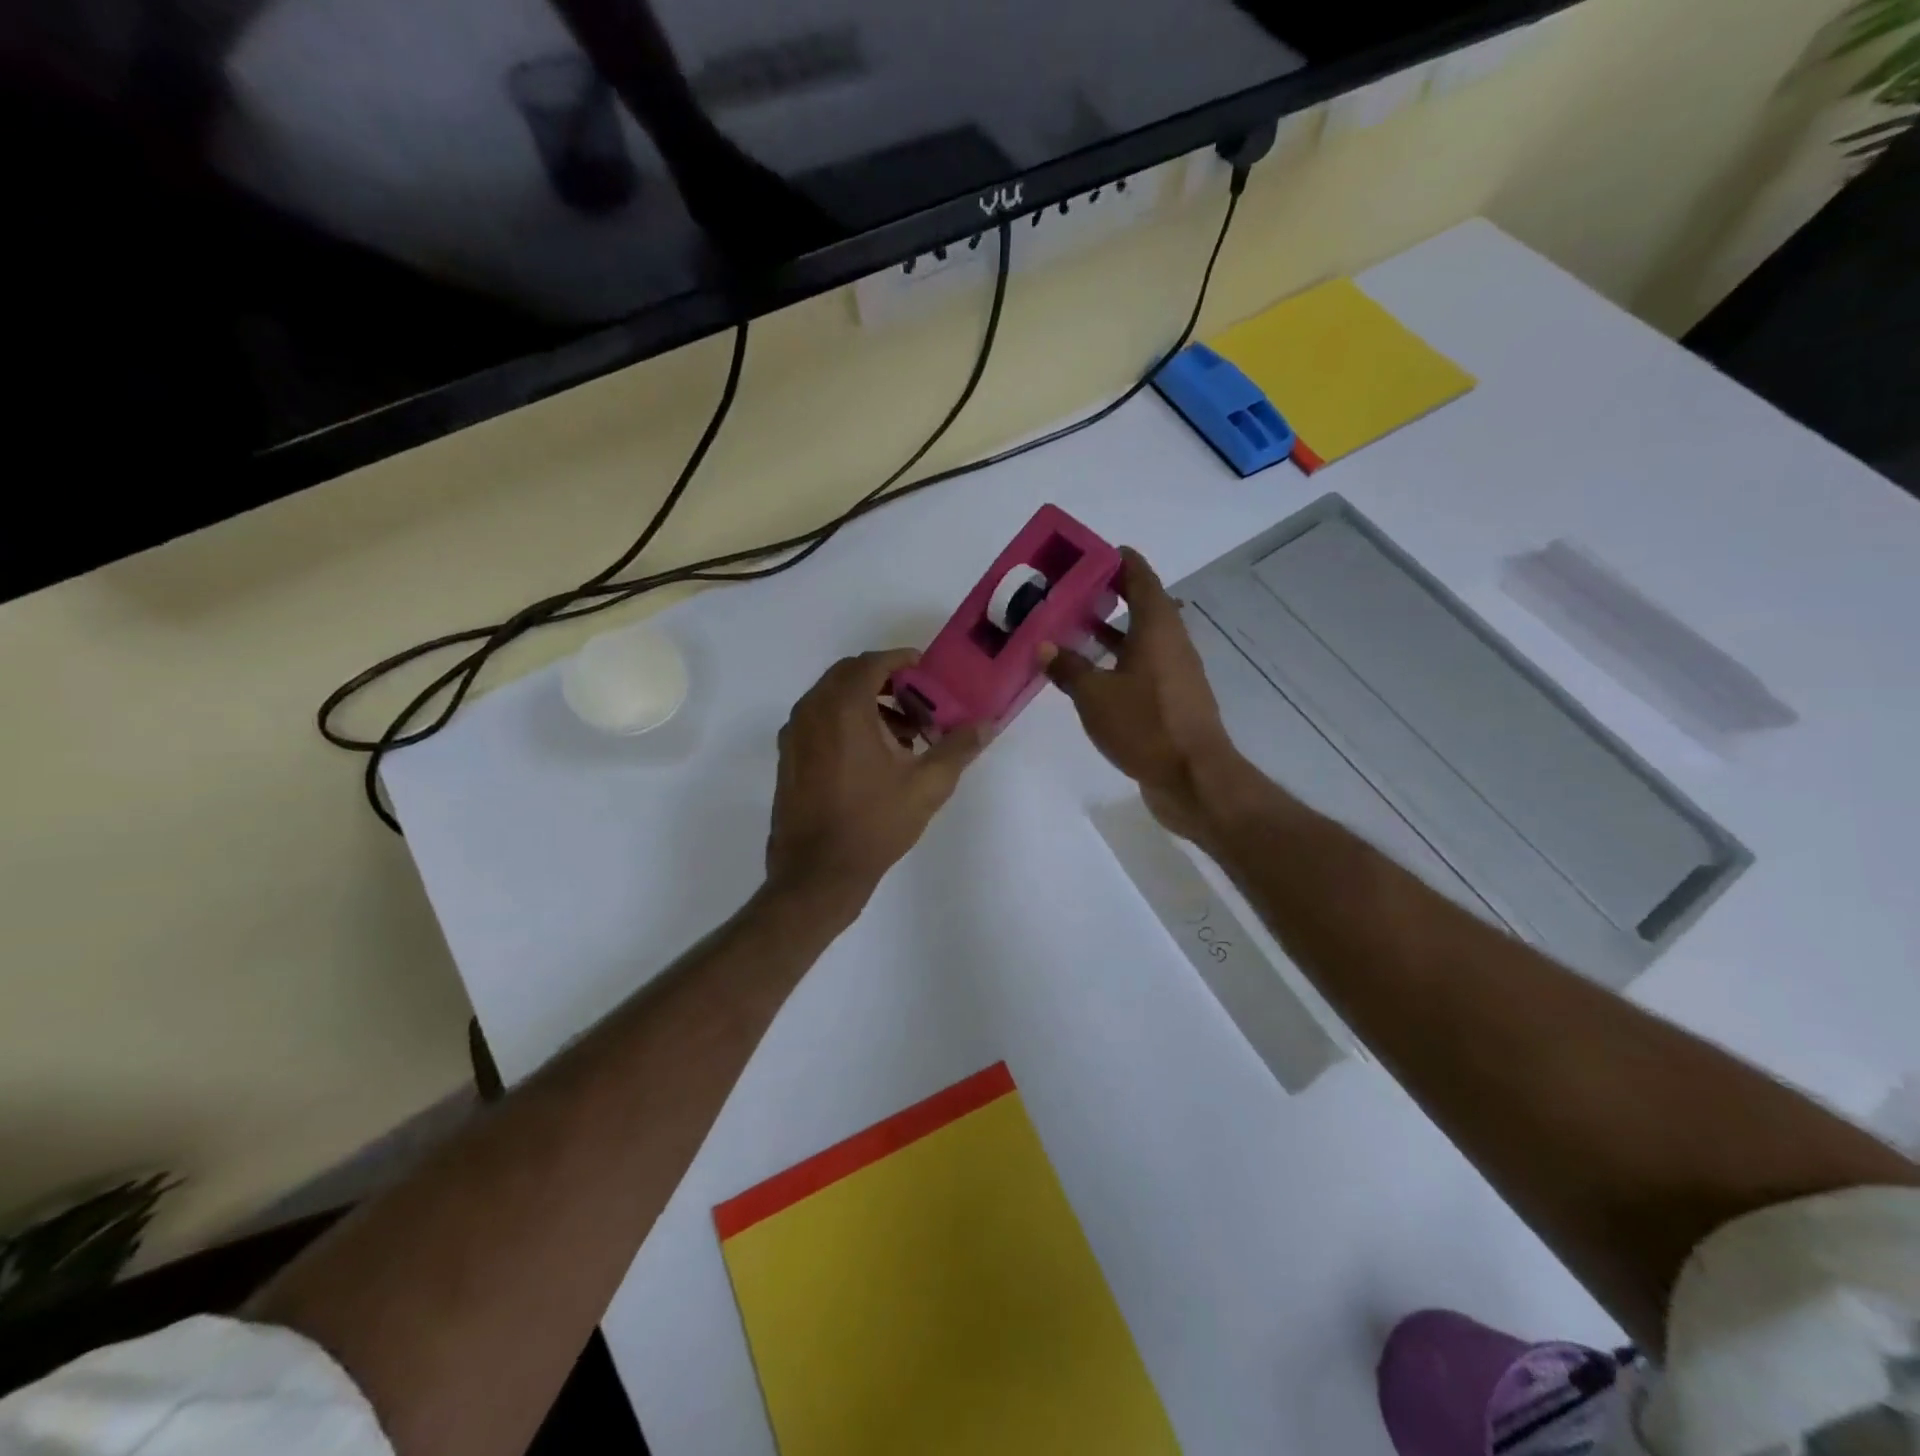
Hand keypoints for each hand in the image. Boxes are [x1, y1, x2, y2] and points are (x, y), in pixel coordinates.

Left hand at [766, 649, 988, 915]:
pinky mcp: (787, 757)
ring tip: (901, 735)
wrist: (817, 873)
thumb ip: (958, 748)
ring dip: (865, 702)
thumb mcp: (927, 786)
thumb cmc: (874, 825)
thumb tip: (987, 724)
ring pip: (831, 698)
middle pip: (848, 675)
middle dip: (884, 680)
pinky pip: (818, 720)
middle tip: (917, 702)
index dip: (900, 659)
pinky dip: (844, 721)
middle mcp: (811, 711)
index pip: (871, 662)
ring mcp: (794, 734)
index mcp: (843, 708)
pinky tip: (871, 756)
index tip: (925, 669)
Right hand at [1040, 548, 1241, 840]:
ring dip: (1109, 632)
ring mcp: (1174, 672)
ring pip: (1139, 639)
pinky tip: (1089, 676)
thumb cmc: (1145, 726)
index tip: (1089, 554)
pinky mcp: (1172, 700)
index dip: (1117, 561)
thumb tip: (1045, 646)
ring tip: (1070, 630)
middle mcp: (1171, 642)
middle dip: (1106, 596)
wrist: (1193, 778)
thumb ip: (1069, 668)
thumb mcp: (1095, 696)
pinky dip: (1116, 662)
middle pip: (1140, 606)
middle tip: (1067, 594)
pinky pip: (1140, 667)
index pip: (1140, 577)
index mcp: (1157, 627)